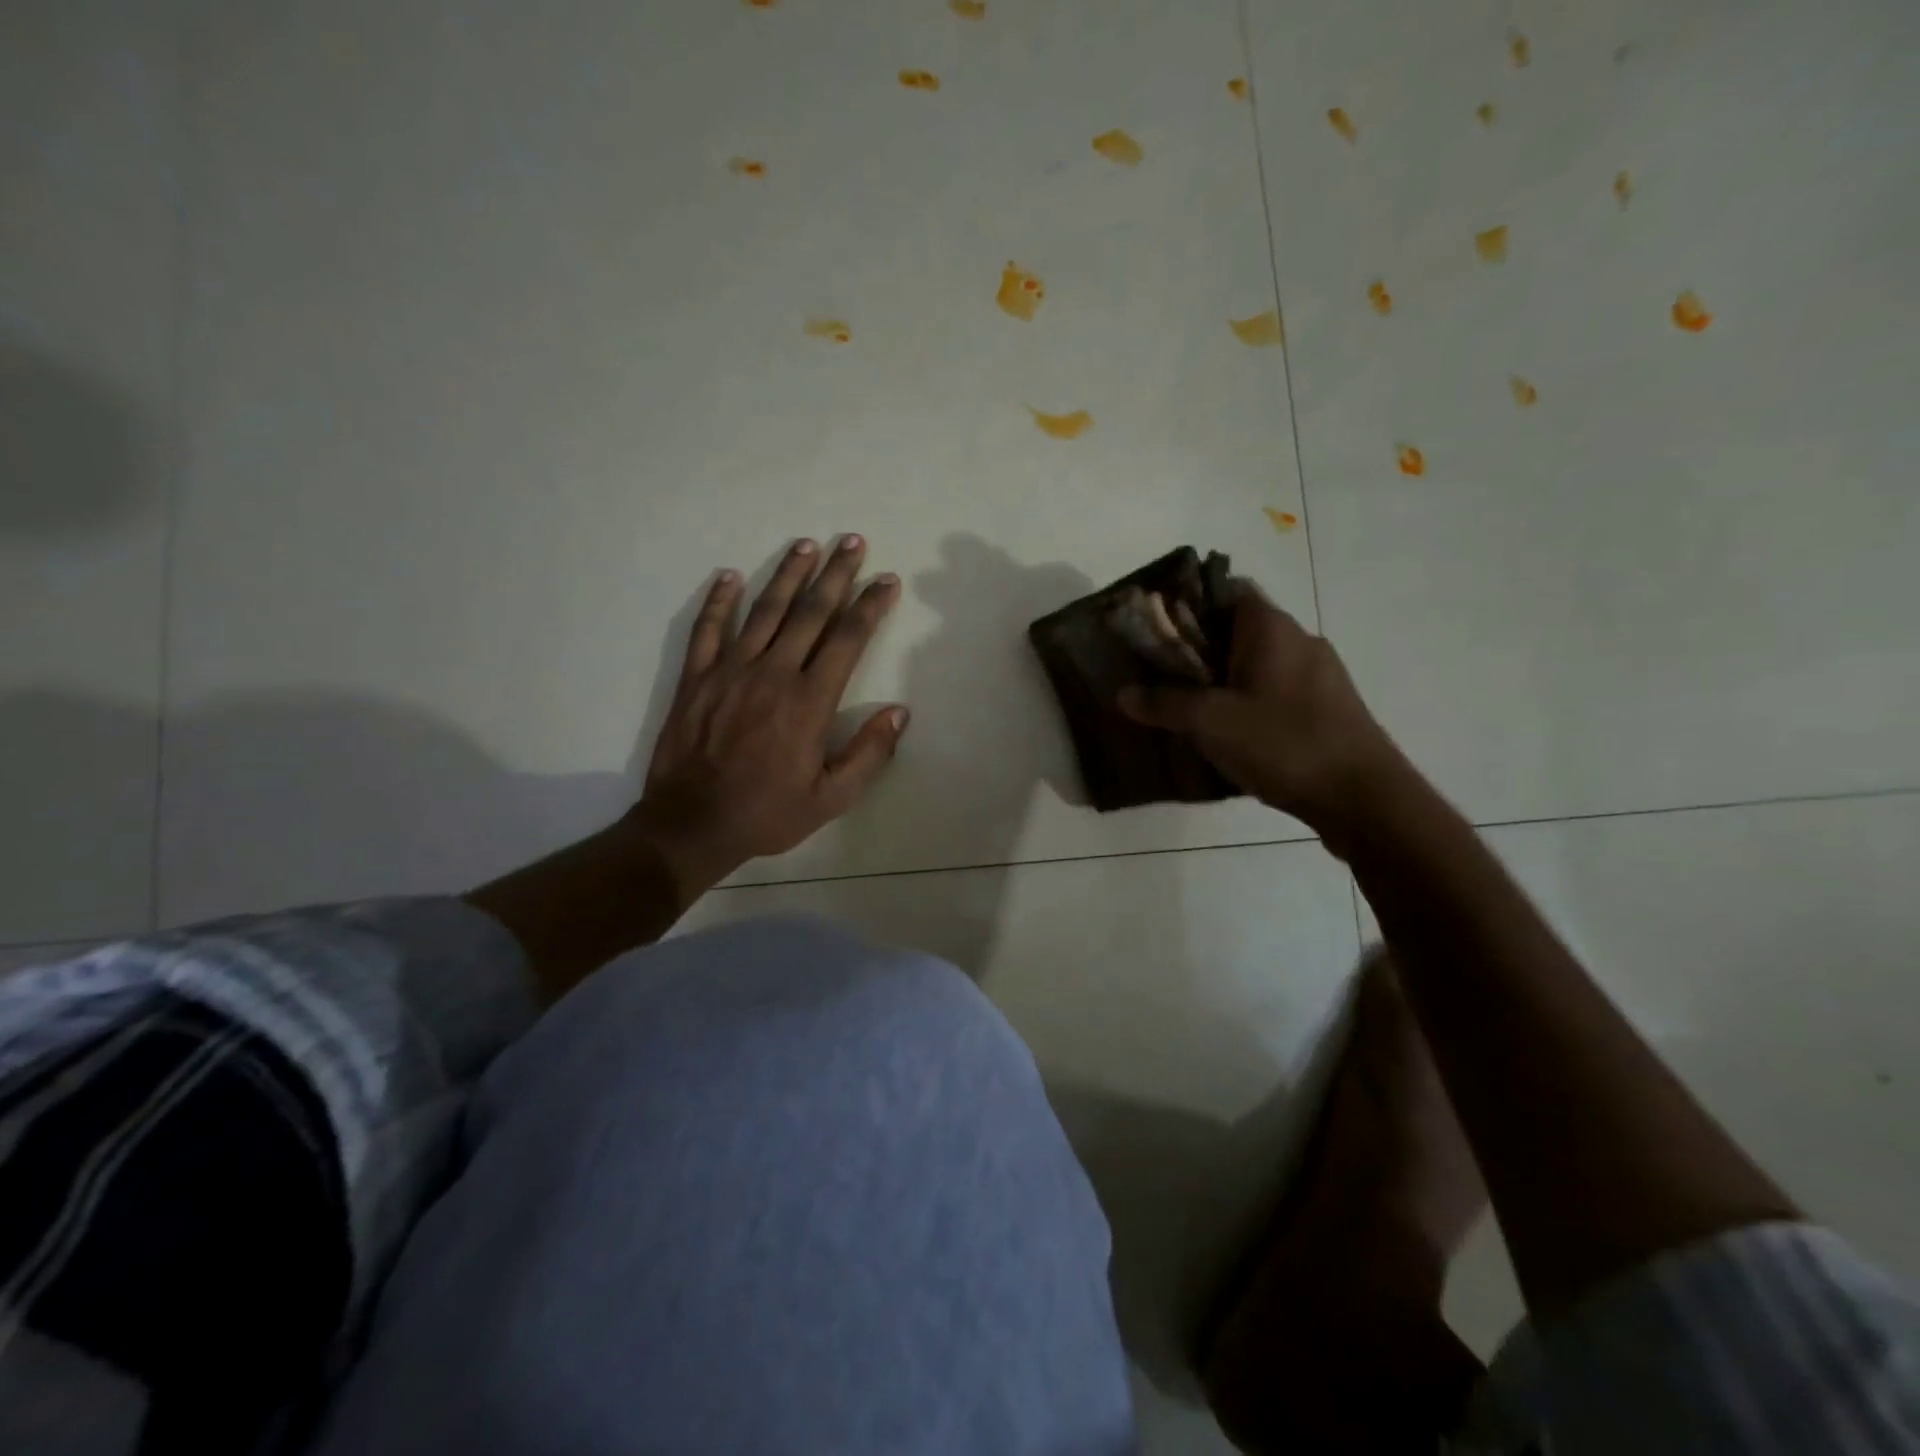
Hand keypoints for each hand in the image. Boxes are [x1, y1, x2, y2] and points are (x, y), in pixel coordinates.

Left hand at [628, 535, 907, 894]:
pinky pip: (708, 629)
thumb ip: (869, 754)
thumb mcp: (832, 798)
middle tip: (852, 542)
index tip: (887, 580)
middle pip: (810, 612)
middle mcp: (773, 673)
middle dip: (835, 574)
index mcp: (809, 701)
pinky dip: (719, 600)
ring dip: (787, 574)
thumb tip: (899, 713)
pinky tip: (730, 575)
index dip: (870, 606)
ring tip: (806, 545)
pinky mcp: (696, 678)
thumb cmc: (768, 812)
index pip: (848, 639)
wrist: (692, 824)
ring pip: (764, 610)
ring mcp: (730, 670)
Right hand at [1118, 590, 1401, 835]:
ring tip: (1189, 709)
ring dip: (1223, 679)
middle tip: (1161, 675)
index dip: (1189, 604)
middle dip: (1198, 649)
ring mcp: (1319, 674)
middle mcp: (1299, 639)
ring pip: (1257, 663)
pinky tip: (1229, 734)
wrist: (1363, 797)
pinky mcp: (1328, 707)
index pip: (1226, 589)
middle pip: (1237, 629)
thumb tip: (1122, 694)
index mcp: (1270, 627)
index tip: (1157, 630)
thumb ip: (1163, 704)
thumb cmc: (1283, 743)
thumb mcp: (1210, 723)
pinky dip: (1248, 701)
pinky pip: (1276, 690)